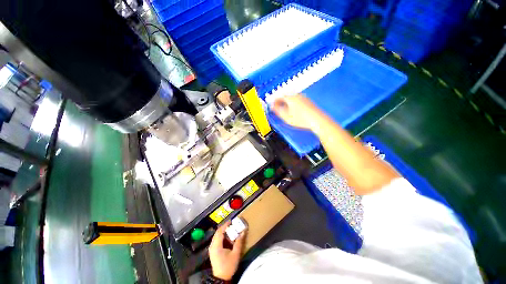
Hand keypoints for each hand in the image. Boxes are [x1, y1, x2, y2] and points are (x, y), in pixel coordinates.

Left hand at [209, 221, 246, 280]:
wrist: (221, 279)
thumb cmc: (228, 266)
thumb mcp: (235, 254)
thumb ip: (239, 242)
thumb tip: (243, 231)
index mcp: (216, 245)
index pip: (219, 231)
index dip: (225, 225)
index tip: (231, 221)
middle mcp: (212, 246)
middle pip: (217, 233)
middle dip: (224, 228)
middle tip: (232, 225)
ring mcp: (212, 249)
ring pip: (216, 236)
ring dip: (223, 232)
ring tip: (231, 231)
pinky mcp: (213, 252)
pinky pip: (216, 240)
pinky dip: (222, 237)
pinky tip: (227, 239)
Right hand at [271, 94, 324, 130]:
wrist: (317, 120)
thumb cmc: (301, 119)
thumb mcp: (286, 117)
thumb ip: (277, 111)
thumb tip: (272, 106)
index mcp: (290, 98)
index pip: (279, 97)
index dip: (274, 101)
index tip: (272, 106)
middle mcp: (297, 95)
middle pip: (286, 97)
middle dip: (281, 102)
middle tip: (278, 108)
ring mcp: (303, 97)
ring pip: (292, 98)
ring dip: (287, 103)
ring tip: (285, 110)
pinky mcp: (308, 101)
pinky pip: (297, 100)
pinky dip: (293, 104)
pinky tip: (294, 110)